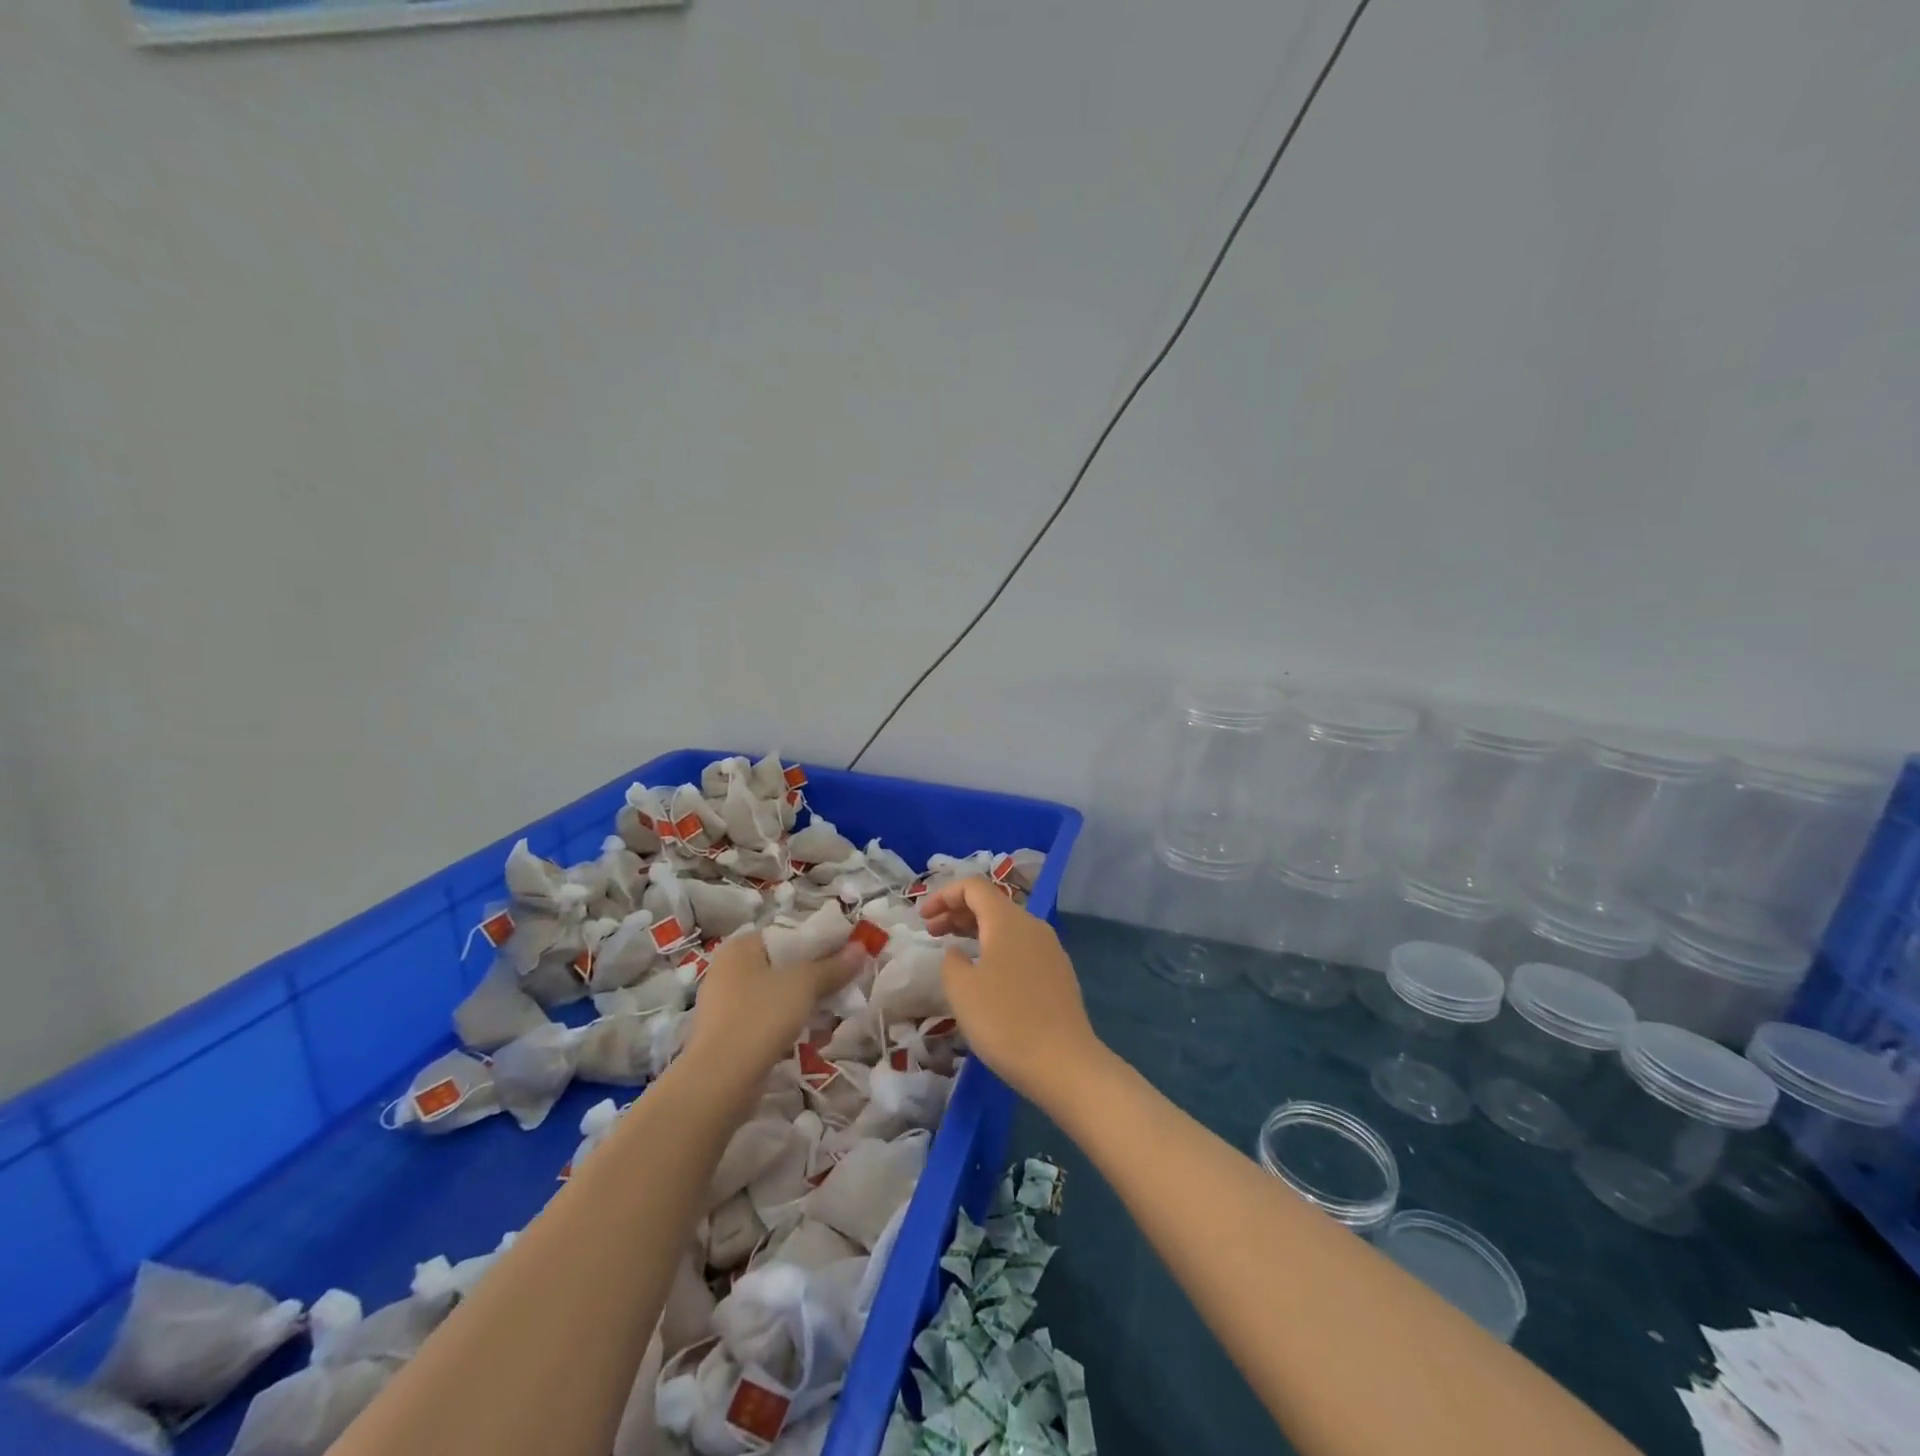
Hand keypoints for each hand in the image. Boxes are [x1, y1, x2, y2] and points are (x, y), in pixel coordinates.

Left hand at [681, 931, 862, 1092]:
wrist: (720, 1081)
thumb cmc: (761, 1016)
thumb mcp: (804, 984)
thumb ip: (833, 966)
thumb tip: (861, 947)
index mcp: (740, 948)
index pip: (787, 934)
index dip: (819, 941)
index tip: (847, 955)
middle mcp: (728, 970)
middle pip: (782, 965)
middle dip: (815, 975)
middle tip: (845, 984)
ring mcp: (725, 1004)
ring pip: (776, 994)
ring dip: (805, 1001)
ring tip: (834, 1011)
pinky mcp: (728, 1035)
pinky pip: (767, 1018)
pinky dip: (789, 1022)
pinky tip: (812, 1035)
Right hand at [920, 877, 1103, 1105]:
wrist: (1063, 1062)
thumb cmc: (1004, 1020)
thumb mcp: (961, 989)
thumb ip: (951, 961)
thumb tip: (959, 953)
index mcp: (1007, 920)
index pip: (973, 886)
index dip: (944, 895)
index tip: (923, 917)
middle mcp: (1032, 925)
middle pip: (991, 903)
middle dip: (957, 912)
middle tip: (931, 932)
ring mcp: (1050, 948)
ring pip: (1007, 926)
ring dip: (976, 931)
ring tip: (954, 950)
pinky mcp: (1058, 972)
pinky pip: (1021, 946)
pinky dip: (996, 948)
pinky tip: (985, 974)